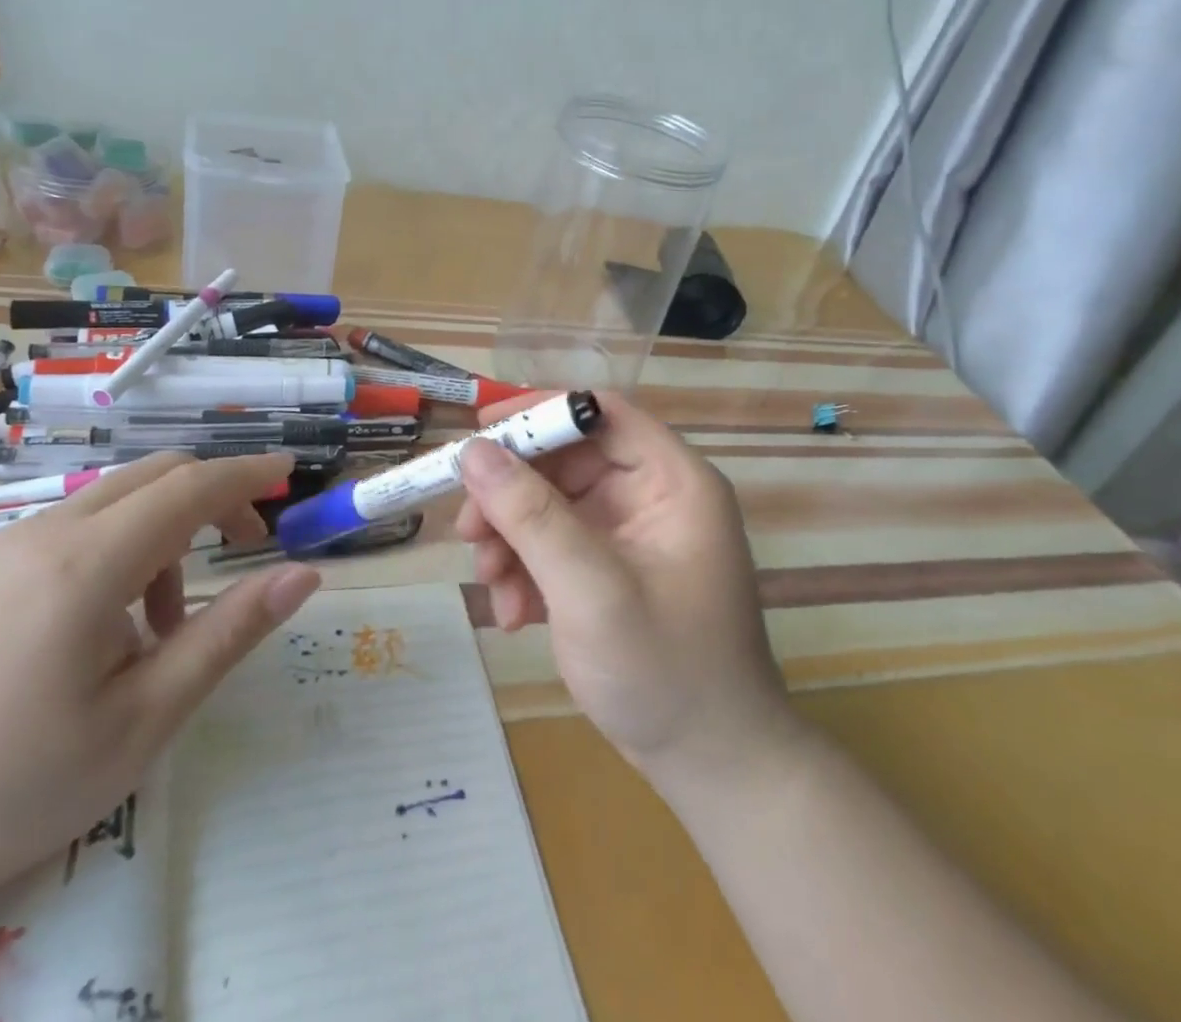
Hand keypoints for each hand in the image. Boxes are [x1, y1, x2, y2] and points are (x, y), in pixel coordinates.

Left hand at [0, 452, 320, 914]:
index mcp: (86, 565)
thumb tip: (303, 574)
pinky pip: (66, 529)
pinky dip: (113, 548)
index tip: (290, 473)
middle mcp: (41, 534)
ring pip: (109, 502)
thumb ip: (229, 634)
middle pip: (152, 476)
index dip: (247, 473)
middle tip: (244, 546)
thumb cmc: (11, 785)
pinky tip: (98, 624)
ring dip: (160, 533)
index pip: (190, 487)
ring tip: (160, 625)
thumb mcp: (142, 719)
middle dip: (211, 496)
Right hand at [456, 392, 799, 791]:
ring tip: (491, 585)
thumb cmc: (665, 672)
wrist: (712, 767)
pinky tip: (515, 615)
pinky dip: (528, 570)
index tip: (479, 432)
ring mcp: (633, 533)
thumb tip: (473, 450)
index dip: (538, 412)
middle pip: (567, 461)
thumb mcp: (590, 590)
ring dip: (512, 539)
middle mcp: (654, 494)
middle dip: (512, 495)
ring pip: (552, 503)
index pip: (600, 414)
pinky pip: (557, 544)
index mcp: (673, 480)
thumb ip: (531, 516)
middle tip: (468, 532)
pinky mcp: (614, 567)